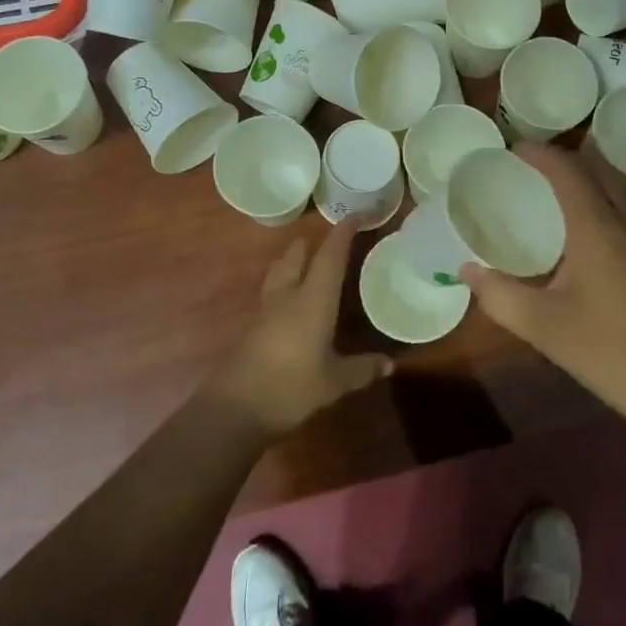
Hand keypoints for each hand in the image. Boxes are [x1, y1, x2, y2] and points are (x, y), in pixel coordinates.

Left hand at [212, 220, 391, 436]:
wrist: (235, 410)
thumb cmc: (291, 388)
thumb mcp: (335, 382)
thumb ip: (362, 369)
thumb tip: (390, 363)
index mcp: (313, 299)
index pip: (330, 255)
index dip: (343, 233)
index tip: (356, 215)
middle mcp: (288, 295)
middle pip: (297, 254)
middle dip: (313, 242)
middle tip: (333, 242)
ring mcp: (266, 309)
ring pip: (279, 270)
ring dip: (294, 260)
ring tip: (309, 263)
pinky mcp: (253, 326)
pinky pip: (272, 292)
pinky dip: (285, 284)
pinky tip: (294, 301)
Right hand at [460, 146, 625, 427]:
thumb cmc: (613, 352)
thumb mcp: (545, 327)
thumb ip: (500, 296)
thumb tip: (467, 270)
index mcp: (598, 228)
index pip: (567, 170)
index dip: (539, 154)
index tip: (510, 150)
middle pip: (594, 171)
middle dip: (560, 161)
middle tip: (524, 169)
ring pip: (612, 192)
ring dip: (581, 182)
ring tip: (545, 196)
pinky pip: (621, 215)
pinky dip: (595, 205)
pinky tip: (578, 238)